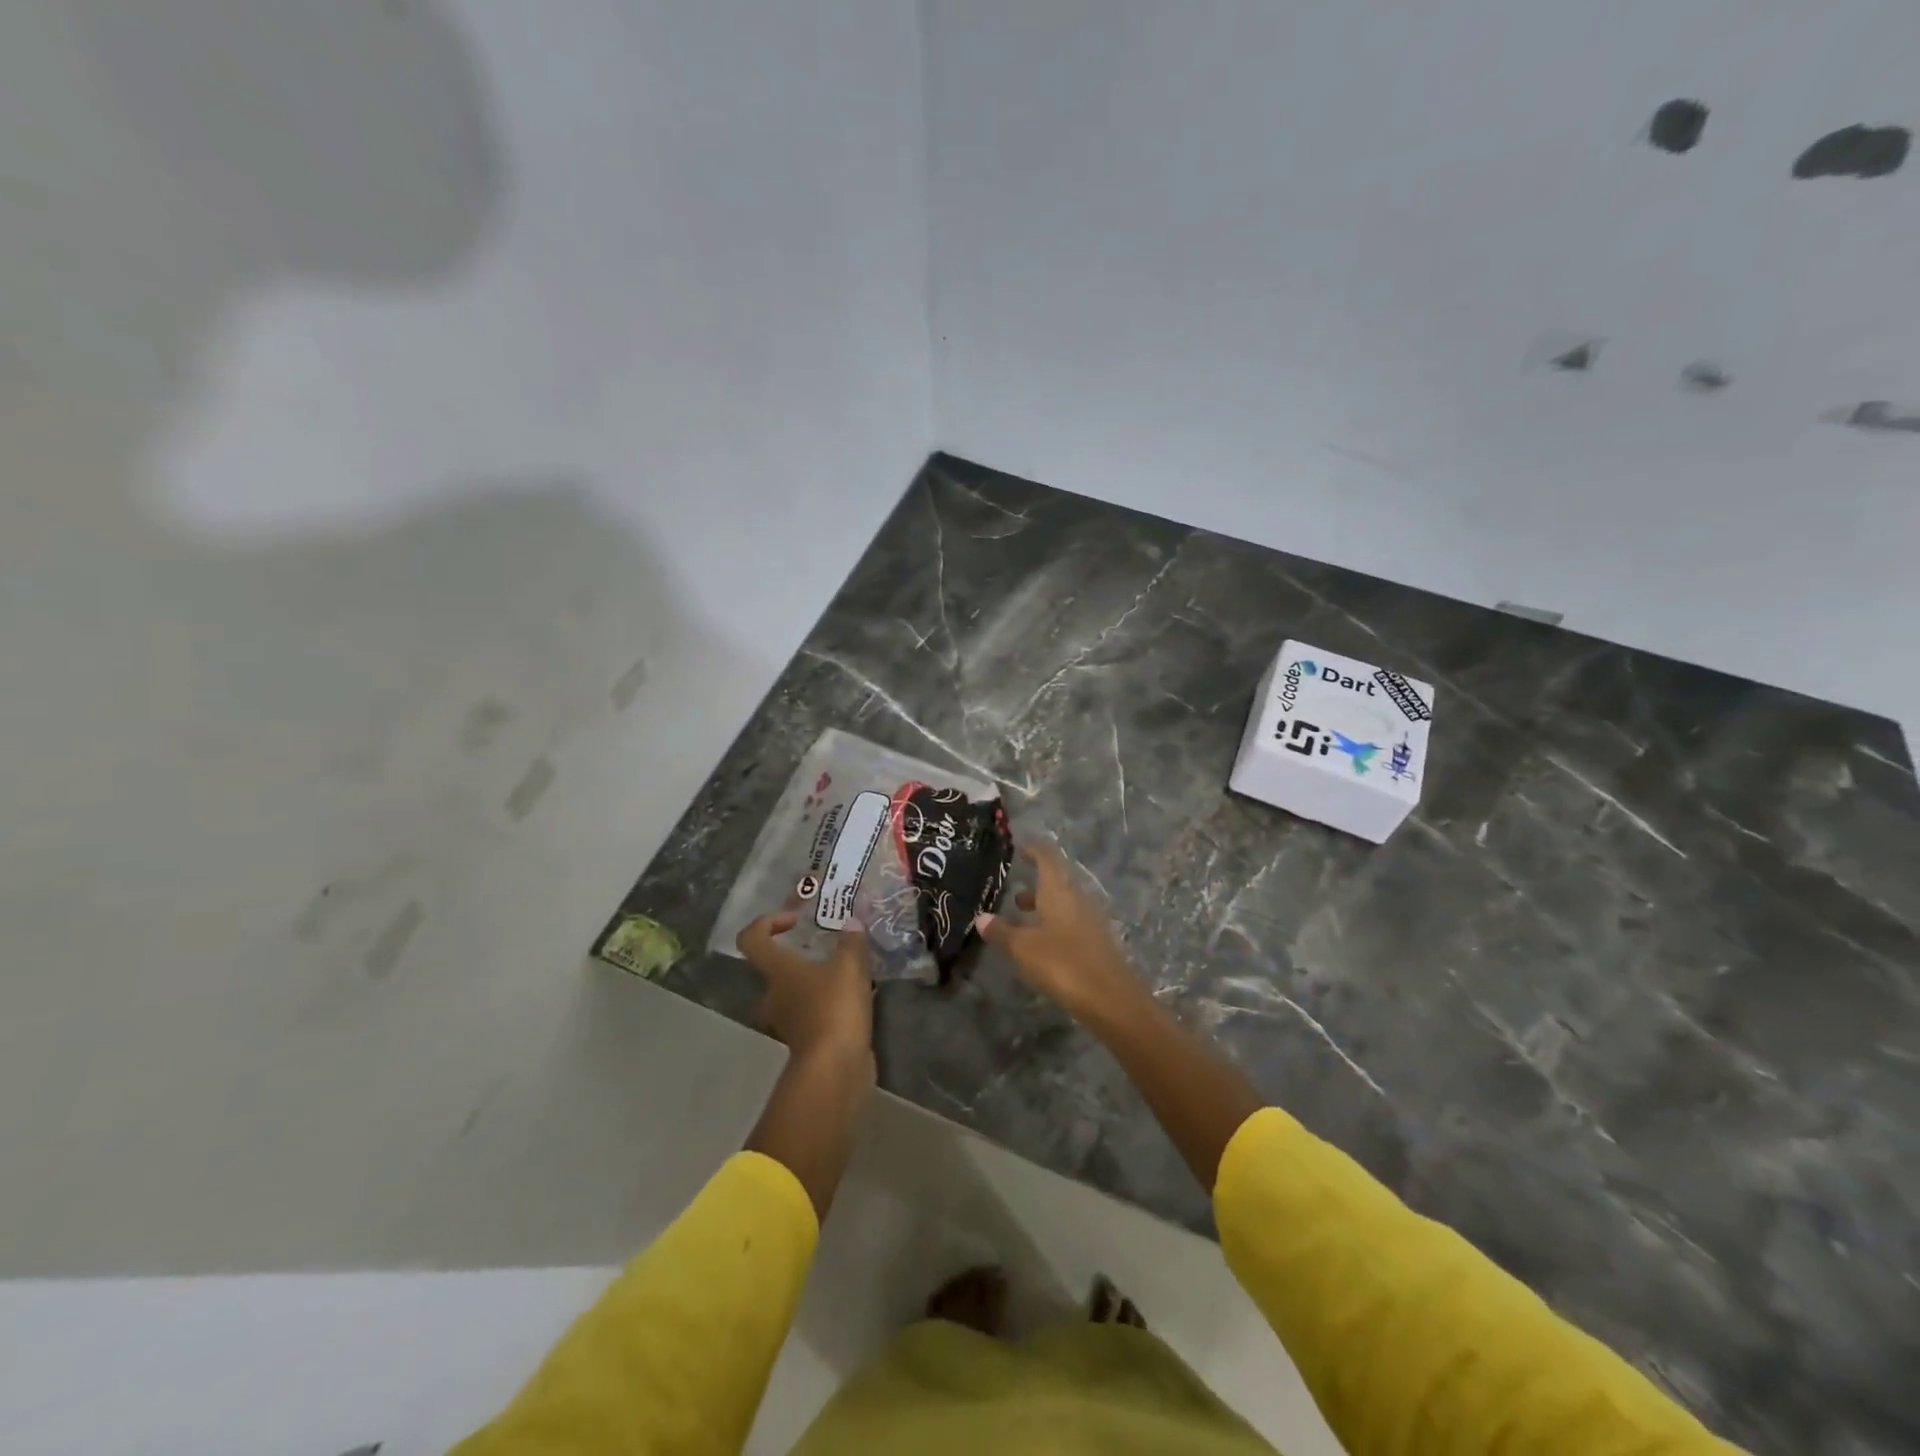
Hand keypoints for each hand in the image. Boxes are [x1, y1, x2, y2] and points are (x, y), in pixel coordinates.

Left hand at [736, 912, 874, 1060]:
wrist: (834, 1069)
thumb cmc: (834, 1008)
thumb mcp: (850, 967)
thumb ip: (852, 942)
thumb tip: (852, 922)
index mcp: (778, 972)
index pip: (752, 939)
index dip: (767, 923)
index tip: (795, 921)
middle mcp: (773, 996)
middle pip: (775, 970)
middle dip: (800, 958)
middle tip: (828, 951)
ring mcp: (786, 1023)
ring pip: (795, 995)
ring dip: (815, 984)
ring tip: (847, 977)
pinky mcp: (804, 1043)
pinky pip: (811, 1016)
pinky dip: (827, 1008)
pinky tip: (853, 1003)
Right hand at [976, 841, 1139, 1019]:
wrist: (1111, 999)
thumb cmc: (1063, 964)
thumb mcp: (1023, 948)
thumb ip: (1001, 931)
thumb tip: (981, 917)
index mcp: (1059, 890)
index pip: (1047, 856)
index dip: (1033, 849)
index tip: (1018, 847)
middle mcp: (1077, 898)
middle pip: (1056, 879)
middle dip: (1034, 880)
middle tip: (1010, 885)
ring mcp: (1090, 919)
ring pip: (1063, 901)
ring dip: (1042, 903)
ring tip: (1018, 913)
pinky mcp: (1096, 940)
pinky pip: (1070, 920)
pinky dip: (1052, 922)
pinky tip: (1039, 940)